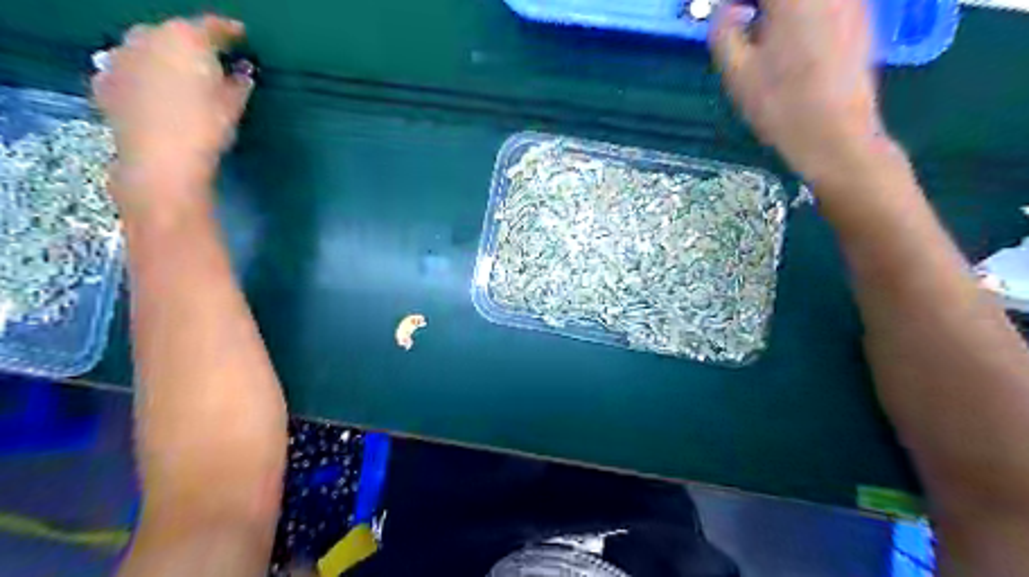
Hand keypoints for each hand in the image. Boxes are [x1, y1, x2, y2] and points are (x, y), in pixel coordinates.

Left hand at [93, 16, 253, 217]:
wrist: (160, 159)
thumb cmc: (206, 127)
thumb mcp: (233, 106)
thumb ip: (239, 83)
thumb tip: (242, 73)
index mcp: (185, 39)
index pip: (212, 26)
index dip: (230, 31)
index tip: (242, 36)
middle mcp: (147, 37)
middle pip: (175, 33)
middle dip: (193, 44)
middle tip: (211, 61)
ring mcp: (120, 57)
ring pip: (147, 49)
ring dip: (164, 58)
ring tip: (181, 76)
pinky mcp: (106, 81)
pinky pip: (129, 70)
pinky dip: (144, 76)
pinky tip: (154, 92)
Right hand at [712, 1, 888, 187]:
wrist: (835, 135)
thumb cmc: (779, 105)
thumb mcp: (736, 73)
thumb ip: (723, 32)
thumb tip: (727, 9)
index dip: (738, 3)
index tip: (729, 13)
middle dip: (763, 7)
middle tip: (745, 22)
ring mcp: (851, 1)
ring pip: (807, 2)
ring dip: (783, 12)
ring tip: (766, 33)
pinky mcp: (862, 19)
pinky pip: (827, 6)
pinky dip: (806, 15)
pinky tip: (794, 42)